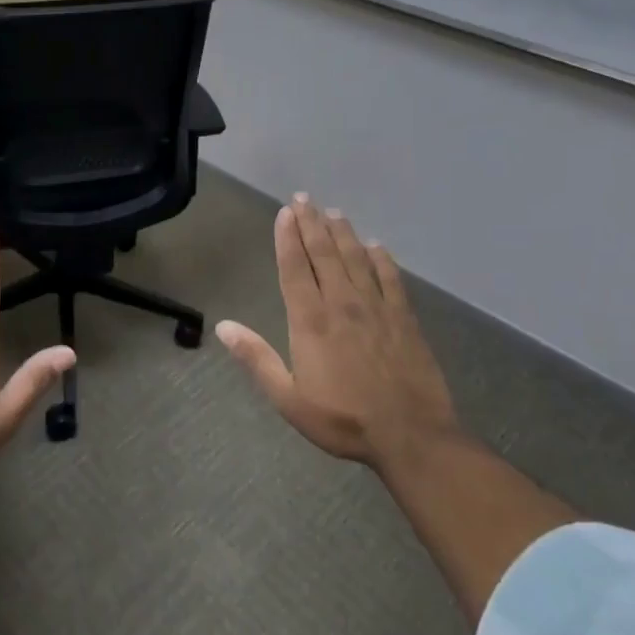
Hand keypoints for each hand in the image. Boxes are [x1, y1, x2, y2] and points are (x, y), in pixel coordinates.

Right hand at [217, 194, 457, 469]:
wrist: (412, 437)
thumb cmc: (344, 420)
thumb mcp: (289, 398)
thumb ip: (257, 359)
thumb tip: (222, 326)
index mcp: (311, 320)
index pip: (294, 267)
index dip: (287, 238)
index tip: (284, 213)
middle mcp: (342, 303)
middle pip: (324, 254)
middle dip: (311, 224)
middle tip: (303, 198)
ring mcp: (376, 308)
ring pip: (356, 258)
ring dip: (342, 233)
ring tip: (333, 212)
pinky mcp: (404, 318)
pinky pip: (391, 278)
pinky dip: (382, 259)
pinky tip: (376, 246)